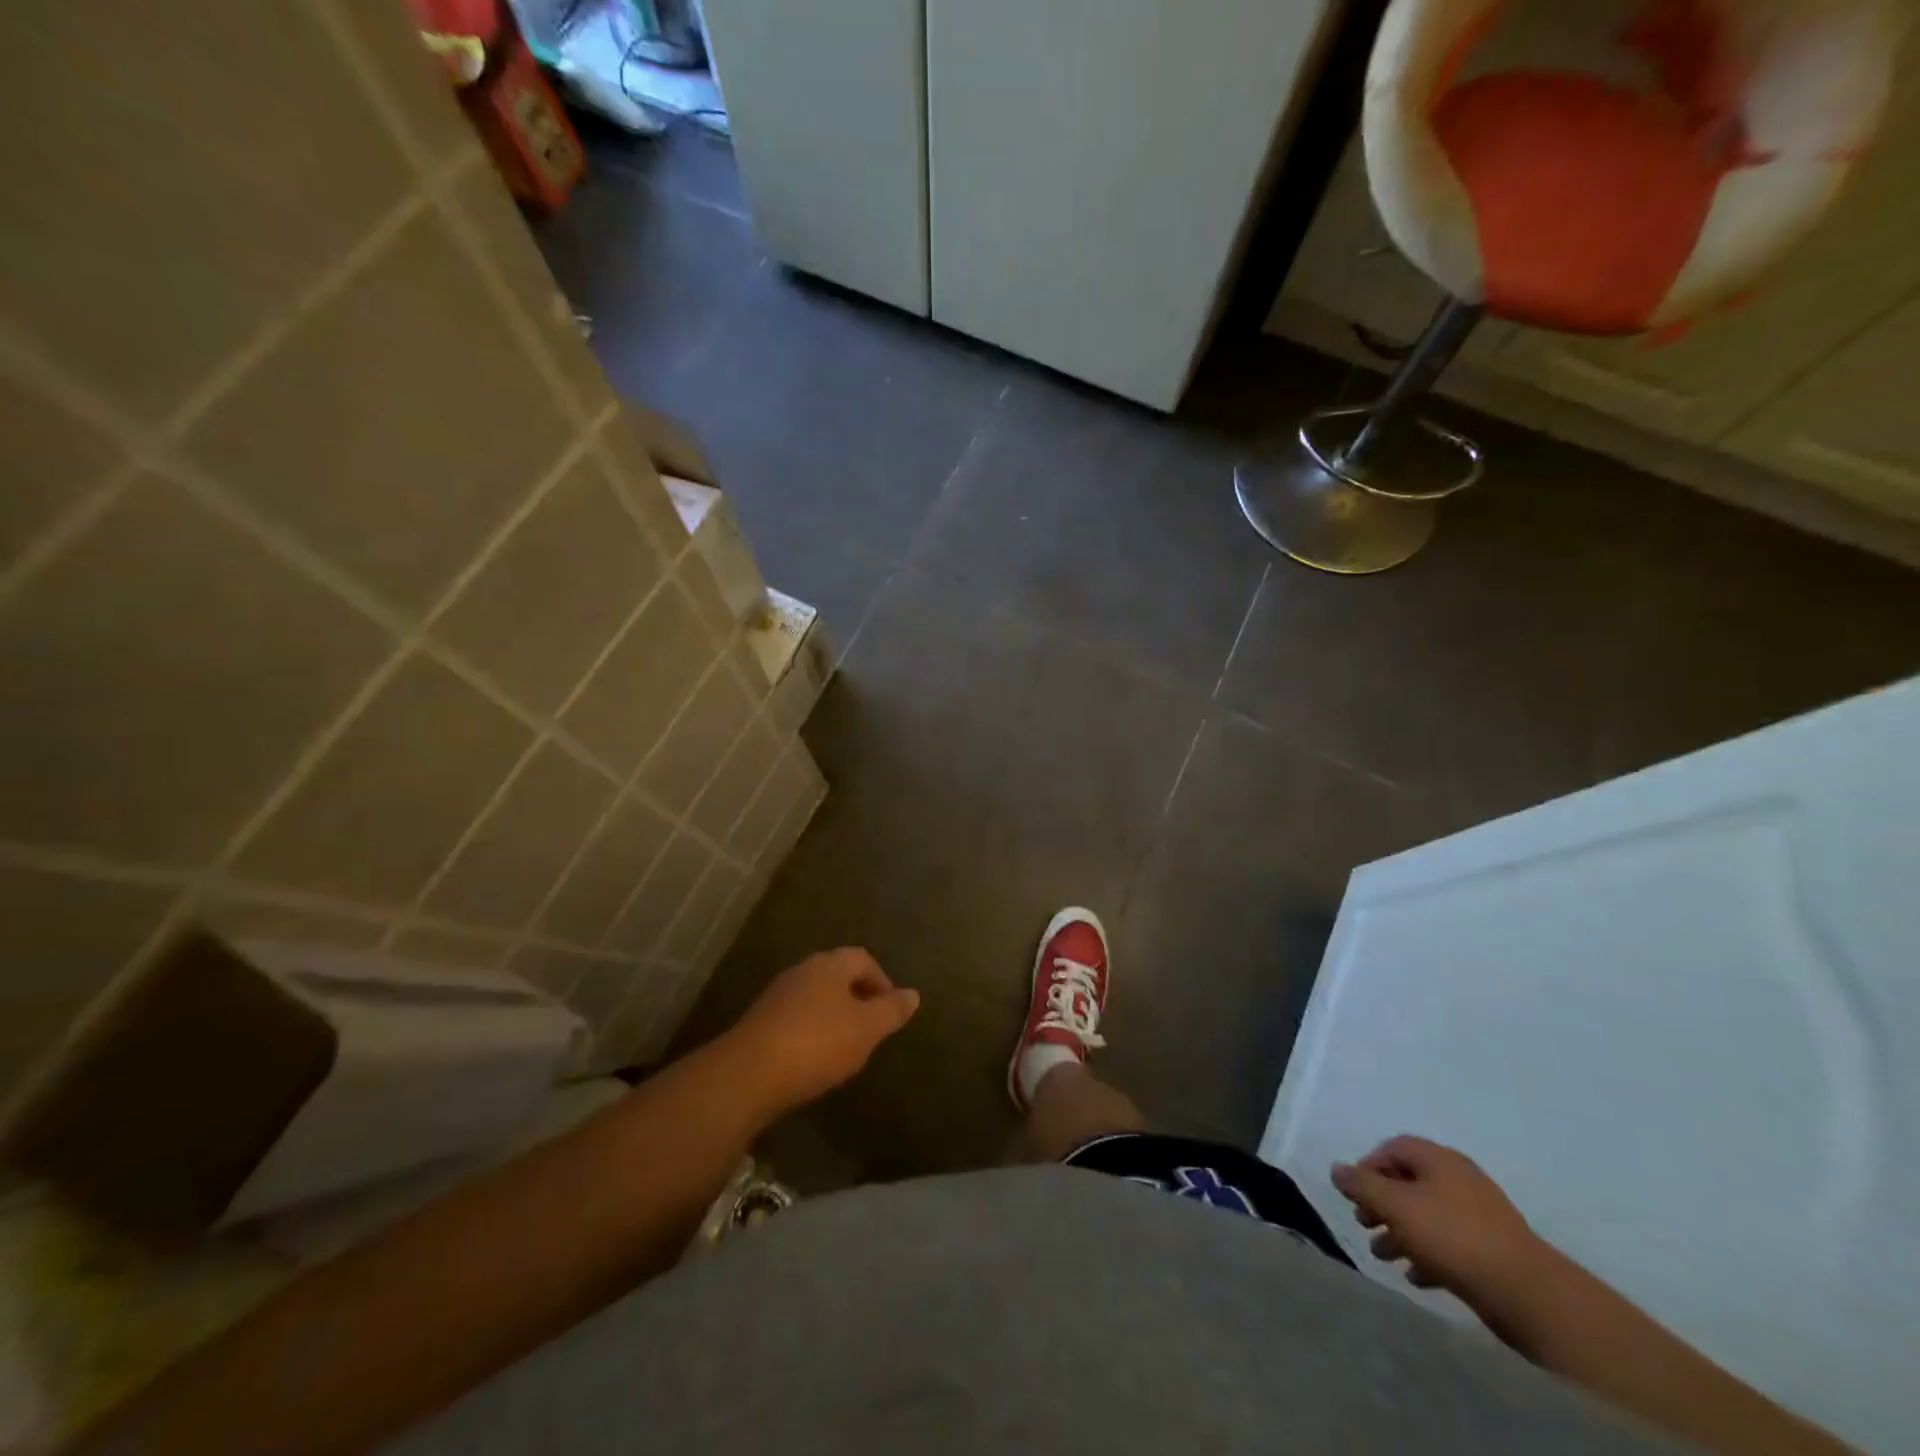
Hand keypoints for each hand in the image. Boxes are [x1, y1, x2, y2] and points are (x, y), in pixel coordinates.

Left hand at [723, 949, 919, 1115]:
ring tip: (846, 1047)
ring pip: (816, 997)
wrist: (747, 1075)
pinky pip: (796, 1018)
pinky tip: (814, 1059)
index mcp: (829, 964)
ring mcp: (777, 995)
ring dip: (834, 1016)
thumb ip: (892, 1010)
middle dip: (858, 998)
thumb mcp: (866, 1029)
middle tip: (872, 1030)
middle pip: (838, 976)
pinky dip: (812, 1032)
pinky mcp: (760, 1021)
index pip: (864, 959)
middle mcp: (802, 970)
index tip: (891, 1012)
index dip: (882, 982)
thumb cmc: (817, 1044)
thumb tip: (913, 994)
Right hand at [1331, 1135, 1551, 1310]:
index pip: (1393, 1148)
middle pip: (1408, 1182)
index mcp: (1439, 1160)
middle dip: (1381, 1203)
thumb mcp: (1397, 1206)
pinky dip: (1427, 1253)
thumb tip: (1336, 1169)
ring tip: (1382, 1255)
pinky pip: (1449, 1242)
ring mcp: (1479, 1215)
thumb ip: (1362, 1186)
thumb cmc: (1454, 1238)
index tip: (1354, 1194)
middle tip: (1364, 1223)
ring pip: (1427, 1215)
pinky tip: (1416, 1275)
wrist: (1529, 1295)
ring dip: (1400, 1231)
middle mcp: (1459, 1180)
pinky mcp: (1491, 1250)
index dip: (1368, 1166)